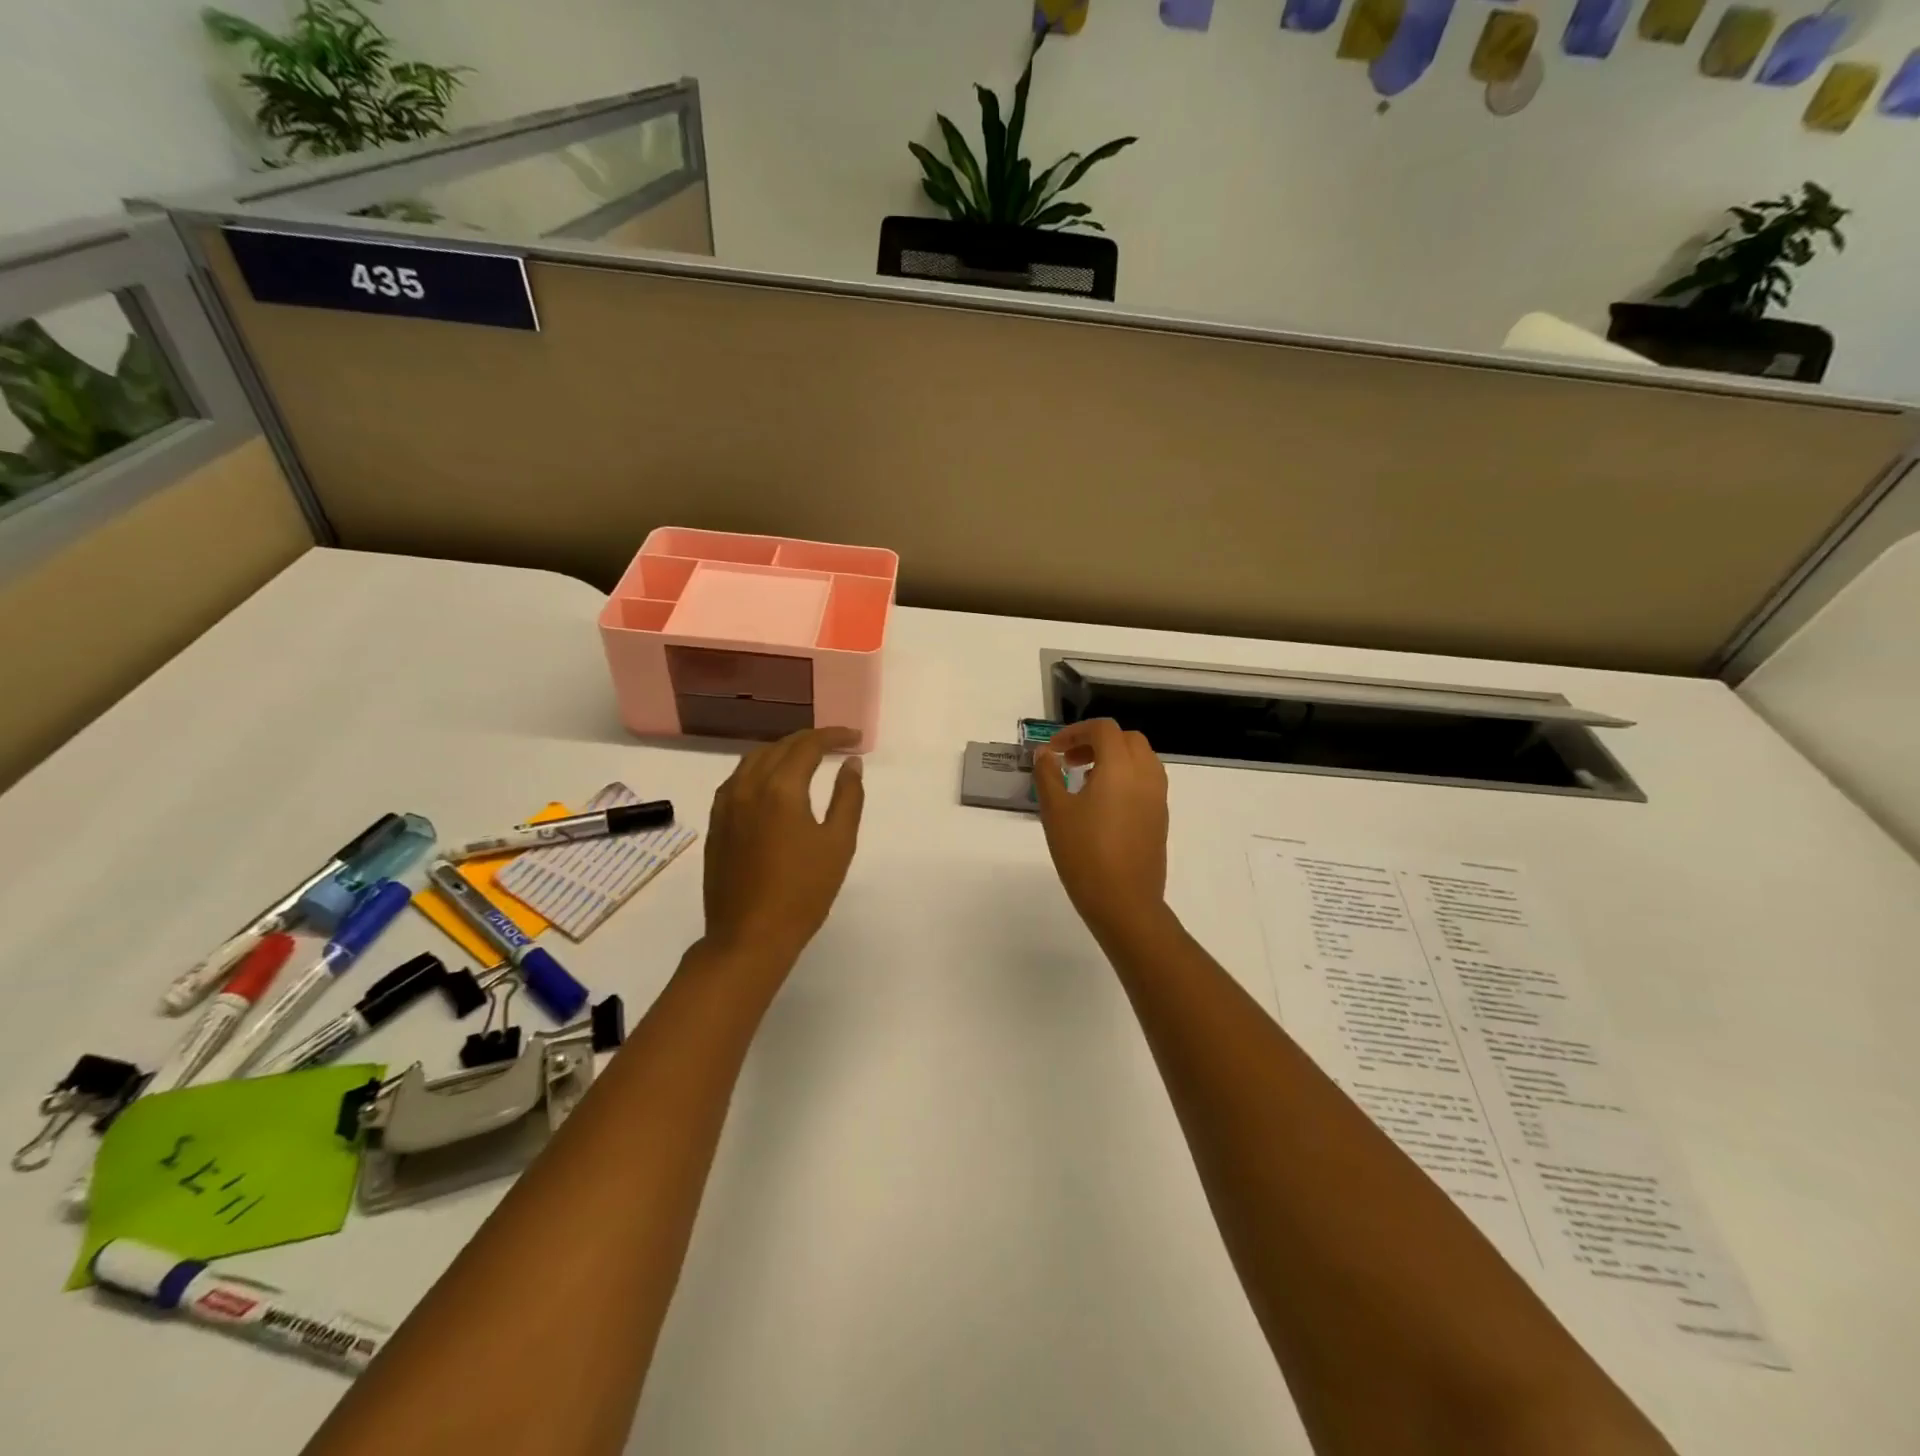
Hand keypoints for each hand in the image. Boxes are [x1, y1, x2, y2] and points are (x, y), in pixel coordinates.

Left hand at [702, 727, 865, 969]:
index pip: (808, 745)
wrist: (749, 936)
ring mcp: (726, 804)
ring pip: (754, 759)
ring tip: (807, 757)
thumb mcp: (838, 844)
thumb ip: (848, 797)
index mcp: (781, 788)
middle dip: (810, 740)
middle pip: (779, 747)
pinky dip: (760, 768)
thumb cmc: (803, 892)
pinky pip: (738, 779)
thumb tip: (850, 764)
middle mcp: (748, 786)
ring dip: (783, 750)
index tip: (854, 739)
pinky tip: (772, 782)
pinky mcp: (716, 822)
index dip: (833, 736)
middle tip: (837, 744)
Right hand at [1033, 719, 1170, 945]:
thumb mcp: (1055, 811)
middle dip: (1096, 742)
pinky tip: (1102, 806)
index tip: (1052, 751)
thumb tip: (1045, 753)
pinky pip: (1146, 782)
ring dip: (1113, 759)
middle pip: (1126, 739)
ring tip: (1084, 782)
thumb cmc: (1084, 852)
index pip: (1103, 729)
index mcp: (1121, 766)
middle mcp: (1146, 775)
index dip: (1075, 732)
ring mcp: (1158, 797)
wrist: (1124, 902)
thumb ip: (1047, 775)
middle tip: (1069, 762)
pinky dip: (1125, 778)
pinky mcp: (1160, 818)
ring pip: (1141, 759)